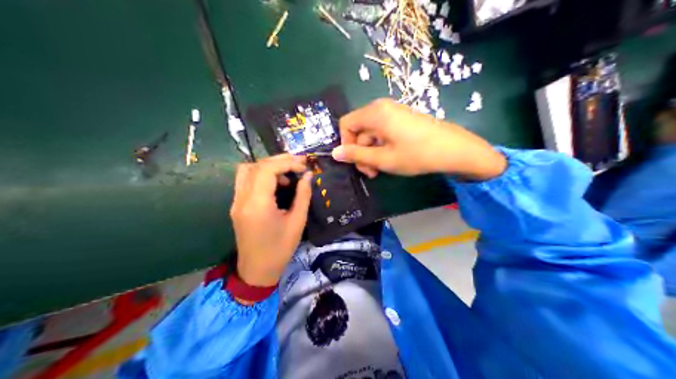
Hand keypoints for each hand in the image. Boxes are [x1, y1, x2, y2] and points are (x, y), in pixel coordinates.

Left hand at [227, 154, 311, 287]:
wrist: (257, 271)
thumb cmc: (280, 249)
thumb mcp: (297, 222)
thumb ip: (303, 196)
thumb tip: (308, 175)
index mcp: (257, 204)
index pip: (267, 169)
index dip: (287, 162)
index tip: (304, 166)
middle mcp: (242, 198)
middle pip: (256, 165)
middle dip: (279, 161)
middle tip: (299, 164)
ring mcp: (236, 201)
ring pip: (247, 170)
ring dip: (267, 166)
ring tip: (287, 174)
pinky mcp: (236, 205)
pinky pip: (245, 180)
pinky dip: (260, 175)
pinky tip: (275, 184)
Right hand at [332, 98, 506, 180]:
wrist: (454, 149)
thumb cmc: (416, 154)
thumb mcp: (383, 159)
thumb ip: (357, 155)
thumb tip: (334, 153)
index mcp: (375, 113)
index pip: (346, 124)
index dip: (346, 144)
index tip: (356, 162)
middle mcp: (382, 107)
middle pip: (359, 129)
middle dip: (361, 152)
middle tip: (371, 172)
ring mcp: (394, 111)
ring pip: (372, 132)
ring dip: (372, 152)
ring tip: (382, 170)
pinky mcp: (403, 118)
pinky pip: (384, 131)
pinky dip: (383, 146)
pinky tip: (392, 159)